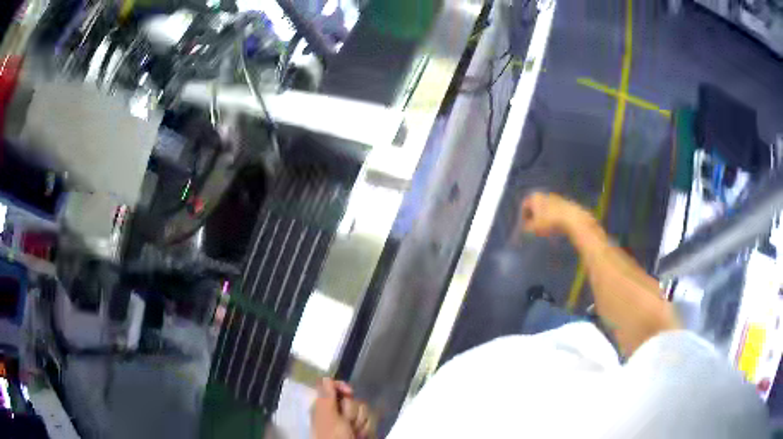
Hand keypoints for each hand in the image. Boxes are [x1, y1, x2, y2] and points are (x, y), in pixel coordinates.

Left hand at [311, 379, 374, 438]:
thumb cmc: (332, 437)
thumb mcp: (327, 415)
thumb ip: (326, 396)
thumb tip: (326, 378)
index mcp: (323, 406)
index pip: (333, 387)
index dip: (342, 387)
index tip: (349, 391)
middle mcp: (336, 412)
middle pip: (353, 399)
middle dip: (353, 411)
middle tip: (346, 423)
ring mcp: (349, 421)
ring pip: (364, 409)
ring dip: (361, 422)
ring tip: (354, 432)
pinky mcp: (362, 428)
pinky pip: (371, 420)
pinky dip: (367, 429)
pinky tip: (361, 435)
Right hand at [516, 192, 580, 237]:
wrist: (571, 218)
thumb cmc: (549, 221)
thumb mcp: (535, 227)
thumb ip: (527, 227)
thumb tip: (525, 228)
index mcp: (534, 197)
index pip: (524, 206)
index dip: (523, 217)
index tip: (524, 227)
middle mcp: (544, 194)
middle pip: (535, 206)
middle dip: (533, 216)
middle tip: (533, 227)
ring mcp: (555, 197)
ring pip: (545, 208)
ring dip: (543, 217)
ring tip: (544, 228)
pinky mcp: (564, 202)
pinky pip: (554, 210)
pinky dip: (552, 217)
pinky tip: (554, 225)